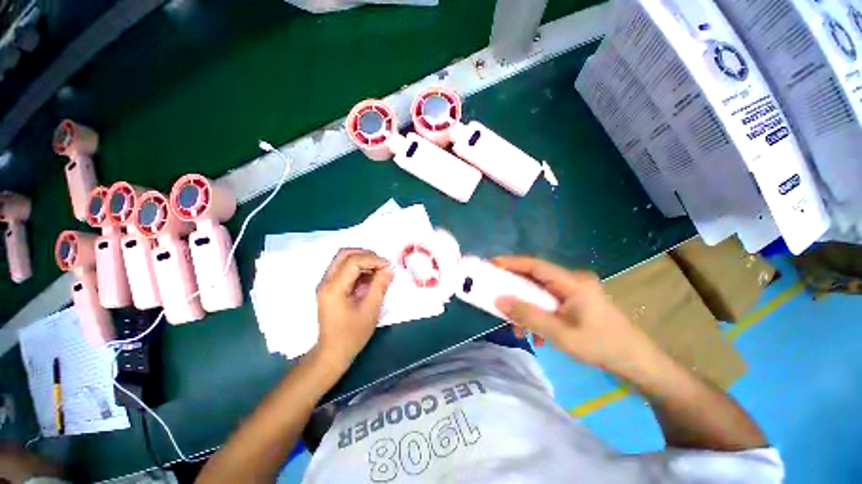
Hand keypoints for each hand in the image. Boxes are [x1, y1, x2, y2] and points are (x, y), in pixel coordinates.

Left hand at [315, 249, 393, 369]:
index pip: (353, 261)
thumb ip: (379, 287)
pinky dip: (356, 269)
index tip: (389, 267)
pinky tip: (369, 279)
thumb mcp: (370, 311)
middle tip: (383, 264)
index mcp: (334, 287)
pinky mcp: (328, 289)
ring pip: (342, 260)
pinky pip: (341, 270)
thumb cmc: (352, 335)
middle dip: (365, 254)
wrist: (333, 351)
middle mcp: (325, 281)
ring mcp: (325, 285)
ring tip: (378, 272)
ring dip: (361, 261)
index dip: (373, 259)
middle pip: (344, 254)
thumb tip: (389, 269)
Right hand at [493, 256, 661, 378]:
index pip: (537, 266)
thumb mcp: (560, 334)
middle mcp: (576, 281)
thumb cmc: (597, 344)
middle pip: (539, 281)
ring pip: (546, 296)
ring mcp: (580, 292)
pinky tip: (541, 337)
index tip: (488, 266)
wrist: (629, 355)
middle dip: (517, 295)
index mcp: (573, 282)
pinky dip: (543, 318)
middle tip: (498, 309)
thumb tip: (500, 300)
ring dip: (530, 312)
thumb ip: (530, 316)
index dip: (511, 264)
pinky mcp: (583, 303)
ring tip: (521, 334)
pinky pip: (555, 305)